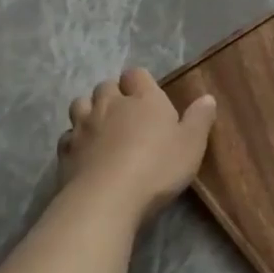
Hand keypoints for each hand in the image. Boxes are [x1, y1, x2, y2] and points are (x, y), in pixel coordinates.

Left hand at [58, 68, 216, 219]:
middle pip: (105, 85)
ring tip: (102, 126)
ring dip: (90, 110)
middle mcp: (110, 105)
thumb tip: (207, 98)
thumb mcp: (192, 144)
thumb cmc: (158, 167)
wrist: (108, 199)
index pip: (136, 74)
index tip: (149, 95)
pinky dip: (75, 138)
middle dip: (114, 94)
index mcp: (144, 99)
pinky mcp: (66, 151)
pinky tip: (86, 151)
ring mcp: (84, 126)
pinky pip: (68, 135)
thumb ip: (200, 119)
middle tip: (127, 112)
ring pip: (80, 104)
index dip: (140, 82)